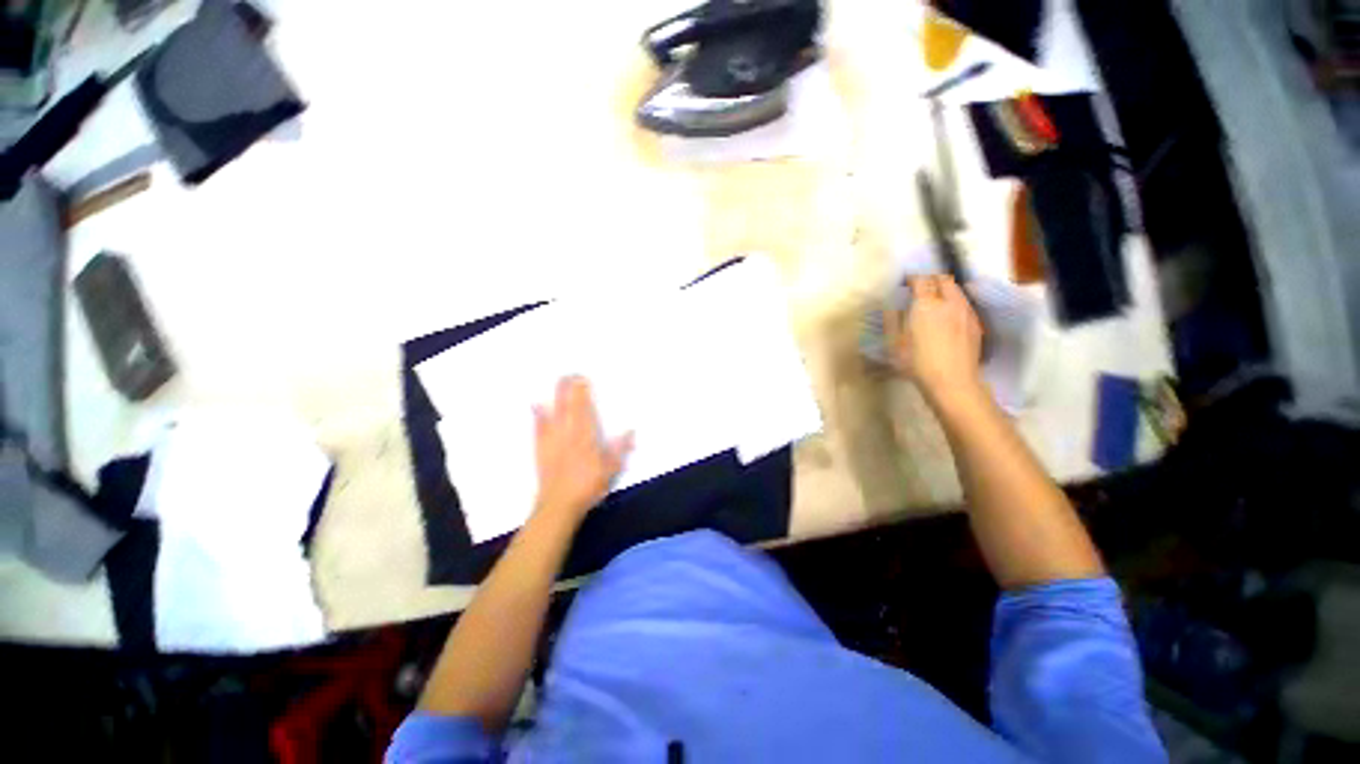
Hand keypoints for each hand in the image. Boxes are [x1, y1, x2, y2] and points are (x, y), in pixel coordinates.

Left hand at [532, 376, 632, 522]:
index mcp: (586, 438)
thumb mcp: (610, 470)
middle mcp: (568, 434)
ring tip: (558, 380)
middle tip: (570, 372)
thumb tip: (630, 431)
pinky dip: (538, 415)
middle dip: (569, 388)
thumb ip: (620, 449)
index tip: (583, 378)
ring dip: (556, 395)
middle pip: (568, 406)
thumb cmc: (588, 487)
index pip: (584, 410)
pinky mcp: (541, 449)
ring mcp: (552, 440)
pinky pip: (539, 427)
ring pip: (554, 412)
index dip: (583, 393)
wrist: (559, 505)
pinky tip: (535, 405)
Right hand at [885, 275, 985, 407]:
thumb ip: (893, 320)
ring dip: (944, 291)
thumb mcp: (894, 343)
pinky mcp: (976, 324)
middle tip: (920, 289)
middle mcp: (949, 302)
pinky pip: (964, 305)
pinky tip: (947, 319)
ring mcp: (966, 312)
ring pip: (957, 290)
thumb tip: (893, 306)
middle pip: (943, 279)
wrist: (952, 382)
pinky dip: (954, 304)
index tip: (905, 284)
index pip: (922, 279)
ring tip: (934, 303)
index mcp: (926, 304)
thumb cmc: (916, 363)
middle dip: (931, 280)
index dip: (913, 278)